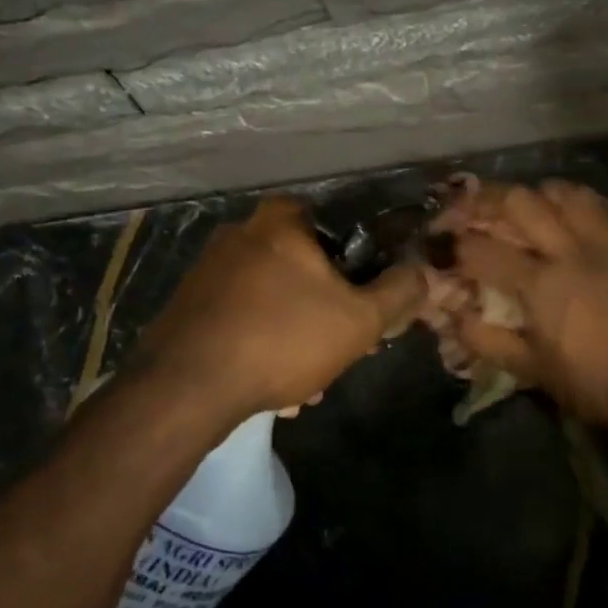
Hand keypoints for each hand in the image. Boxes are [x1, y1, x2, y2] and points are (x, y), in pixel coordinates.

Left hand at [131, 196, 425, 418]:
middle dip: (326, 313)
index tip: (365, 307)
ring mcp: (209, 267)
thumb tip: (422, 270)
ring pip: (275, 299)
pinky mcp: (188, 303)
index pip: (339, 228)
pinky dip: (262, 343)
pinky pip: (243, 317)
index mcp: (282, 220)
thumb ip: (398, 291)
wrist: (186, 388)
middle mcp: (241, 231)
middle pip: (306, 269)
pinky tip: (269, 383)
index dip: (359, 270)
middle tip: (338, 351)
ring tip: (303, 383)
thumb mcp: (359, 320)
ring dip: (295, 336)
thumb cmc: (282, 339)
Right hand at [437, 180, 607, 435]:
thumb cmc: (589, 386)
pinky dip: (582, 202)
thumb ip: (485, 339)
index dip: (455, 244)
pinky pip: (605, 208)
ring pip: (566, 193)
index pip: (485, 250)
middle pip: (521, 202)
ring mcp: (607, 245)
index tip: (441, 244)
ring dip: (536, 194)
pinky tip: (571, 212)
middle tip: (470, 207)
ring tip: (523, 206)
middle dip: (486, 199)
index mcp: (542, 285)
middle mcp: (571, 252)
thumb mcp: (530, 369)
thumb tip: (452, 315)